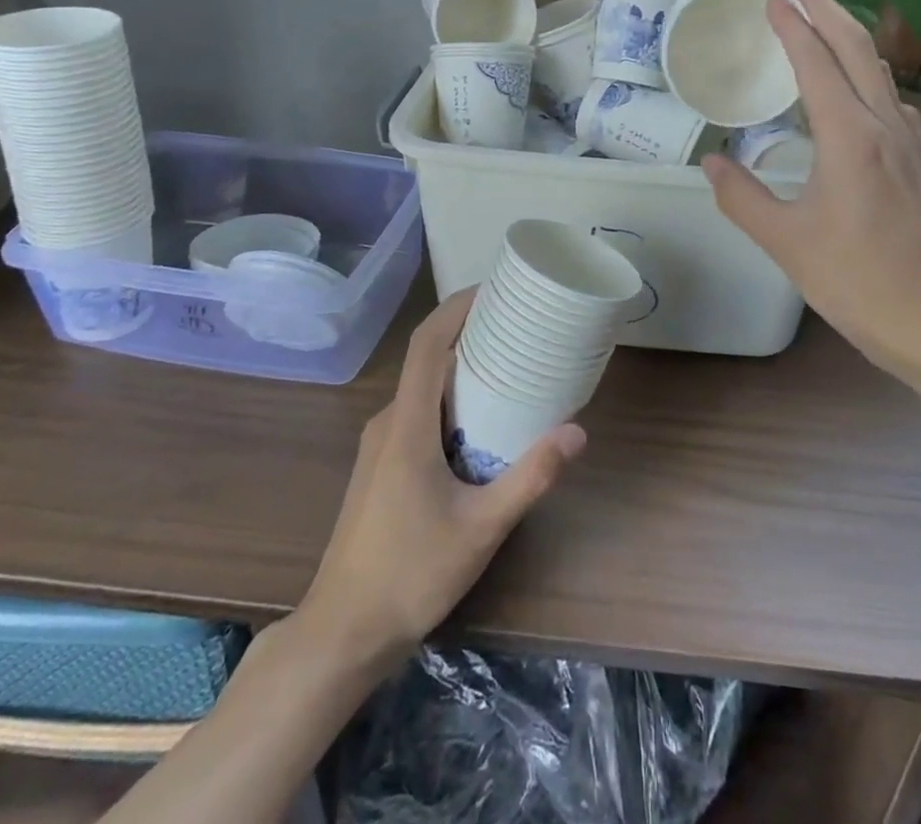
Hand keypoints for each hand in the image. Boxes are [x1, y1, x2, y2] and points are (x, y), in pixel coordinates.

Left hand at [298, 290, 585, 669]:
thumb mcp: (481, 528)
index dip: (456, 307)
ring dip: (460, 370)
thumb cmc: (410, 574)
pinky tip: (481, 423)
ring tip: (508, 367)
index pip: (427, 343)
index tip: (493, 288)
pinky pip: (418, 413)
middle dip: (469, 334)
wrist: (343, 632)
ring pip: (423, 389)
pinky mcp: (381, 466)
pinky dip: (450, 400)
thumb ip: (530, 477)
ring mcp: (380, 445)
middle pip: (427, 359)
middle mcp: (388, 423)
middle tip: (517, 326)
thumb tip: (577, 431)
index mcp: (407, 425)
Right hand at [700, 0, 920, 386]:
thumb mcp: (784, 240)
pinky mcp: (911, 158)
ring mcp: (903, 140)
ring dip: (844, 32)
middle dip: (823, 7)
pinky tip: (849, 84)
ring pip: (875, 66)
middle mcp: (882, 125)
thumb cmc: (855, 279)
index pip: (817, 61)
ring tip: (813, 18)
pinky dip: (861, 68)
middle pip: (856, 46)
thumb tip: (712, 161)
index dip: (792, 25)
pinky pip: (885, 93)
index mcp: (849, 137)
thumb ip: (740, 196)